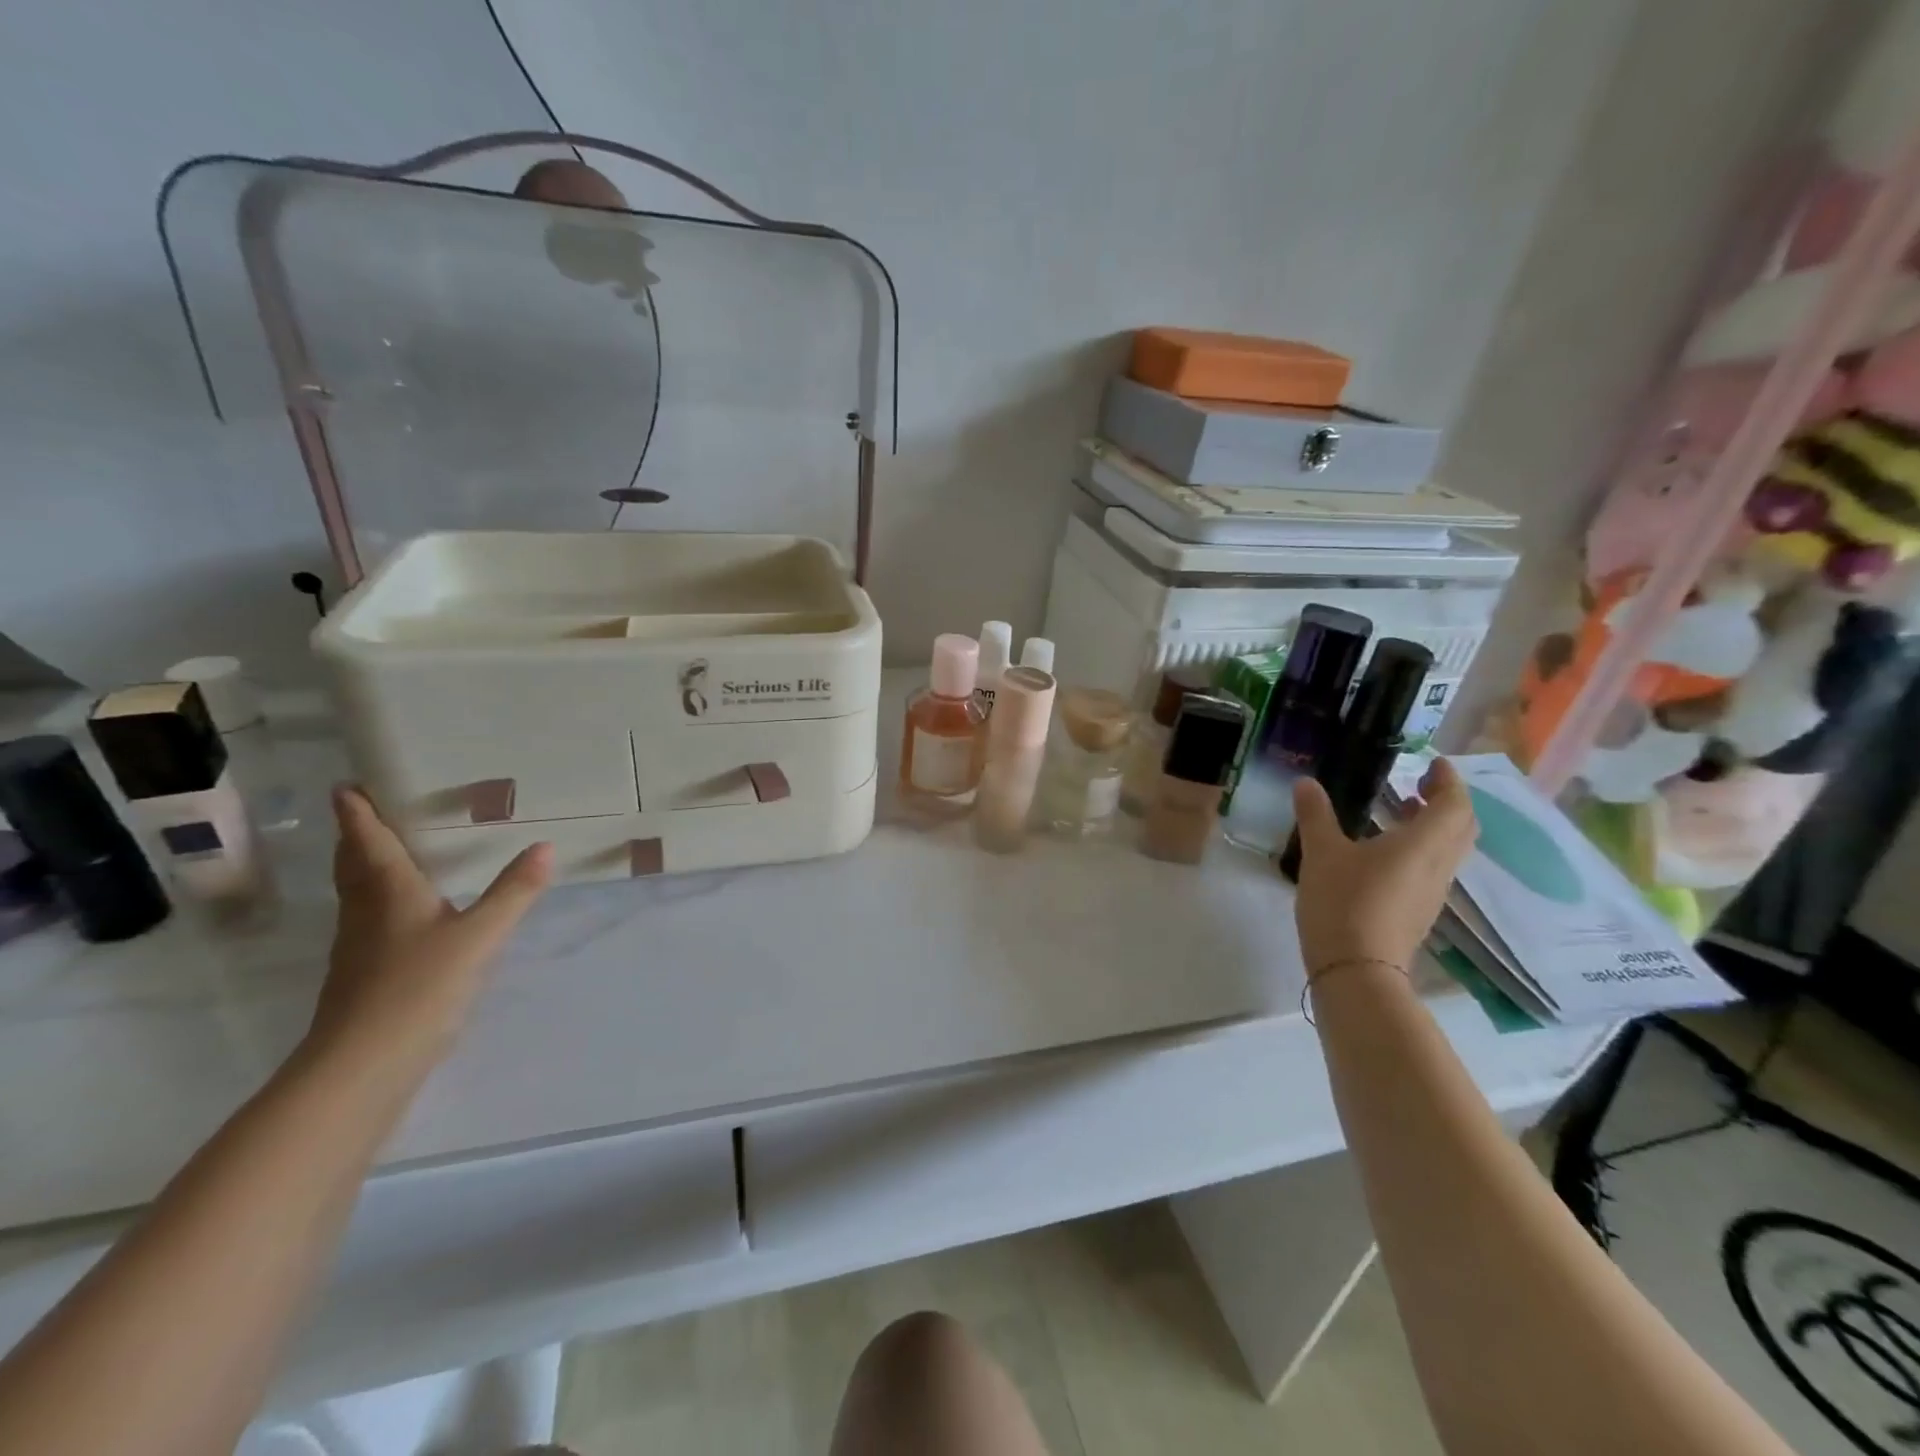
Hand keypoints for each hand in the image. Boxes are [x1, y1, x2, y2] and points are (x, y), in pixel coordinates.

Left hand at [307, 786, 553, 1081]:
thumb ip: (514, 892)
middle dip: (357, 838)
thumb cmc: (419, 987)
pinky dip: (379, 903)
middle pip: (354, 867)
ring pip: (357, 895)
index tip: (346, 787)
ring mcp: (359, 948)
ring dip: (363, 869)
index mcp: (389, 894)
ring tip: (387, 854)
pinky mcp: (362, 976)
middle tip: (364, 813)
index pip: (370, 843)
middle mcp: (366, 913)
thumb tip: (546, 846)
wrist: (363, 1066)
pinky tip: (404, 917)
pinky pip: (368, 922)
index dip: (359, 814)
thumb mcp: (480, 936)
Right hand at [1291, 757, 1476, 978]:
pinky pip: (1433, 869)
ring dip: (1435, 826)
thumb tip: (1306, 782)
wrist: (1357, 969)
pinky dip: (1422, 849)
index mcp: (1422, 844)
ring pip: (1450, 850)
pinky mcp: (1419, 911)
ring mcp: (1432, 892)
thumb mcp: (1322, 853)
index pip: (1455, 804)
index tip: (1433, 763)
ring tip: (1402, 812)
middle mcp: (1438, 866)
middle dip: (1447, 801)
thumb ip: (1315, 815)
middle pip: (1462, 827)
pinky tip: (1386, 852)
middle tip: (1420, 785)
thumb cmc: (1343, 902)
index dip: (1449, 780)